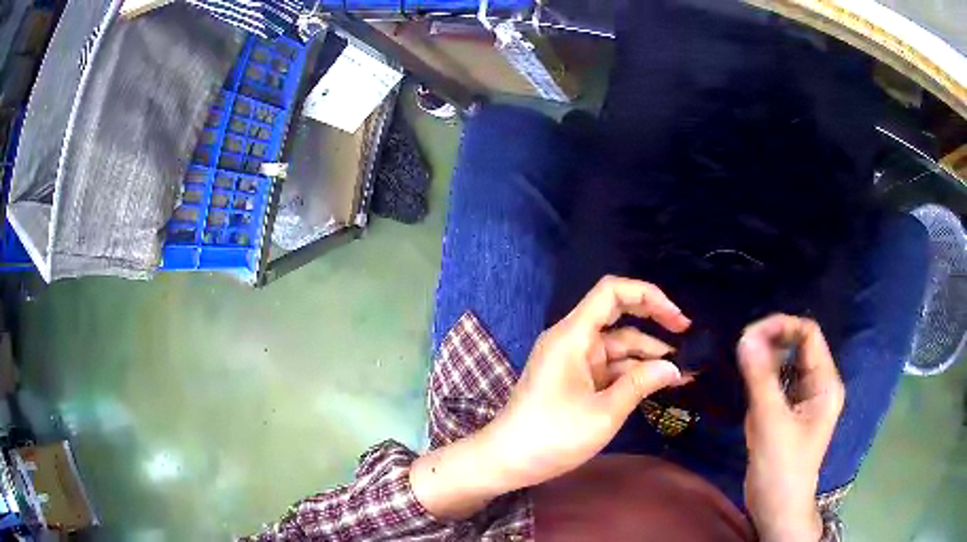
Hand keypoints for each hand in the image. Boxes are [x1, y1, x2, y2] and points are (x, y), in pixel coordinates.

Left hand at [482, 276, 690, 488]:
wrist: (507, 460)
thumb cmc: (553, 435)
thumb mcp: (604, 412)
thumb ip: (641, 384)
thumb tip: (673, 368)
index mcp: (572, 335)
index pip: (611, 292)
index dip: (648, 295)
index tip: (676, 318)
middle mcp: (572, 339)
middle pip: (617, 315)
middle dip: (653, 321)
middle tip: (686, 334)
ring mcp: (572, 359)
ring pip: (616, 345)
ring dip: (647, 355)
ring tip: (681, 369)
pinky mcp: (574, 379)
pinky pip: (608, 366)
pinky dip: (632, 373)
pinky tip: (656, 383)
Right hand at [737, 315, 844, 541]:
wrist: (777, 509)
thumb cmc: (781, 469)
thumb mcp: (770, 422)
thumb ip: (760, 378)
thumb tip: (744, 337)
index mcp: (825, 383)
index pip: (809, 335)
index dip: (781, 327)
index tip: (749, 334)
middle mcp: (819, 385)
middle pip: (798, 346)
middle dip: (771, 341)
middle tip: (741, 347)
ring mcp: (805, 399)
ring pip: (787, 364)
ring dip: (765, 359)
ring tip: (742, 363)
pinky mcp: (790, 412)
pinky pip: (778, 383)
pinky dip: (763, 378)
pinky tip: (748, 383)